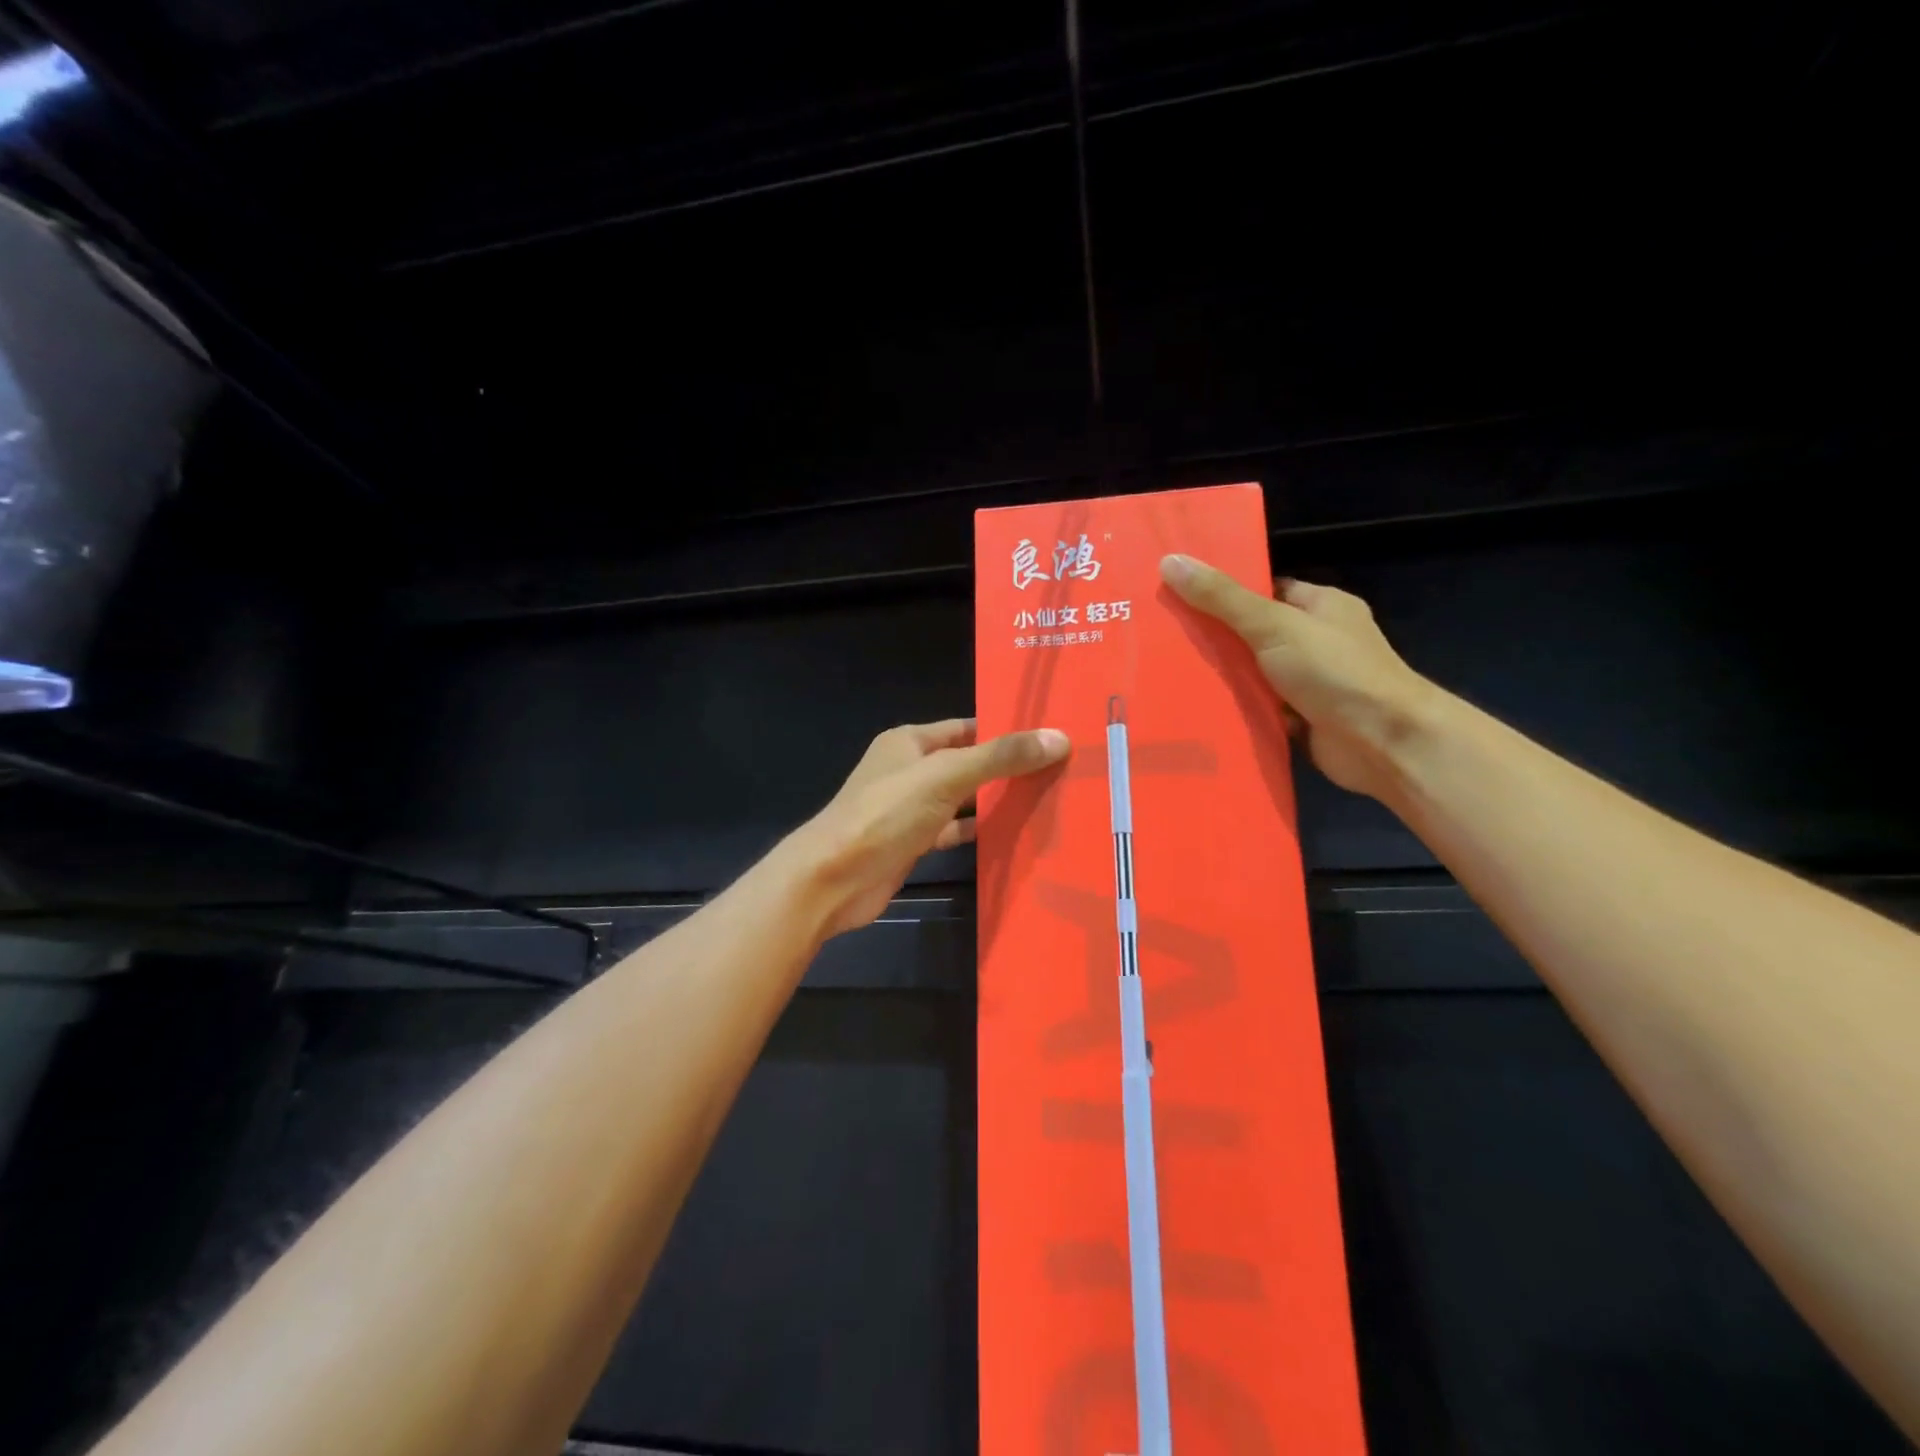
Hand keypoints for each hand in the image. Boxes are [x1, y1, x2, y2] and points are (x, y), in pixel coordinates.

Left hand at [792, 719, 1070, 937]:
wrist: (833, 879)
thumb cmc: (885, 814)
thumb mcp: (945, 776)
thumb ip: (999, 757)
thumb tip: (1057, 737)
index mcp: (910, 742)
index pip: (966, 727)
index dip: (1003, 729)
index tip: (1048, 735)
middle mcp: (909, 770)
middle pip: (966, 763)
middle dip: (1005, 767)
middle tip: (1059, 769)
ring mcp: (909, 809)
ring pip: (961, 799)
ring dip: (994, 801)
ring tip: (1046, 799)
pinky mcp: (912, 843)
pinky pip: (953, 832)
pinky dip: (977, 832)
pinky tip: (1011, 835)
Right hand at [1159, 554, 1435, 800]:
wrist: (1383, 742)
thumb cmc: (1335, 671)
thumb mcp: (1273, 624)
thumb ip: (1222, 598)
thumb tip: (1171, 561)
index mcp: (1321, 605)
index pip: (1265, 589)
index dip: (1224, 591)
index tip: (1179, 594)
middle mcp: (1319, 641)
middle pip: (1255, 633)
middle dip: (1215, 637)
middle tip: (1164, 636)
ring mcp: (1312, 682)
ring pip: (1255, 674)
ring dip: (1223, 677)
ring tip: (1167, 672)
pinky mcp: (1302, 719)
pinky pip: (1260, 708)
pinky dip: (1236, 709)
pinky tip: (1196, 708)